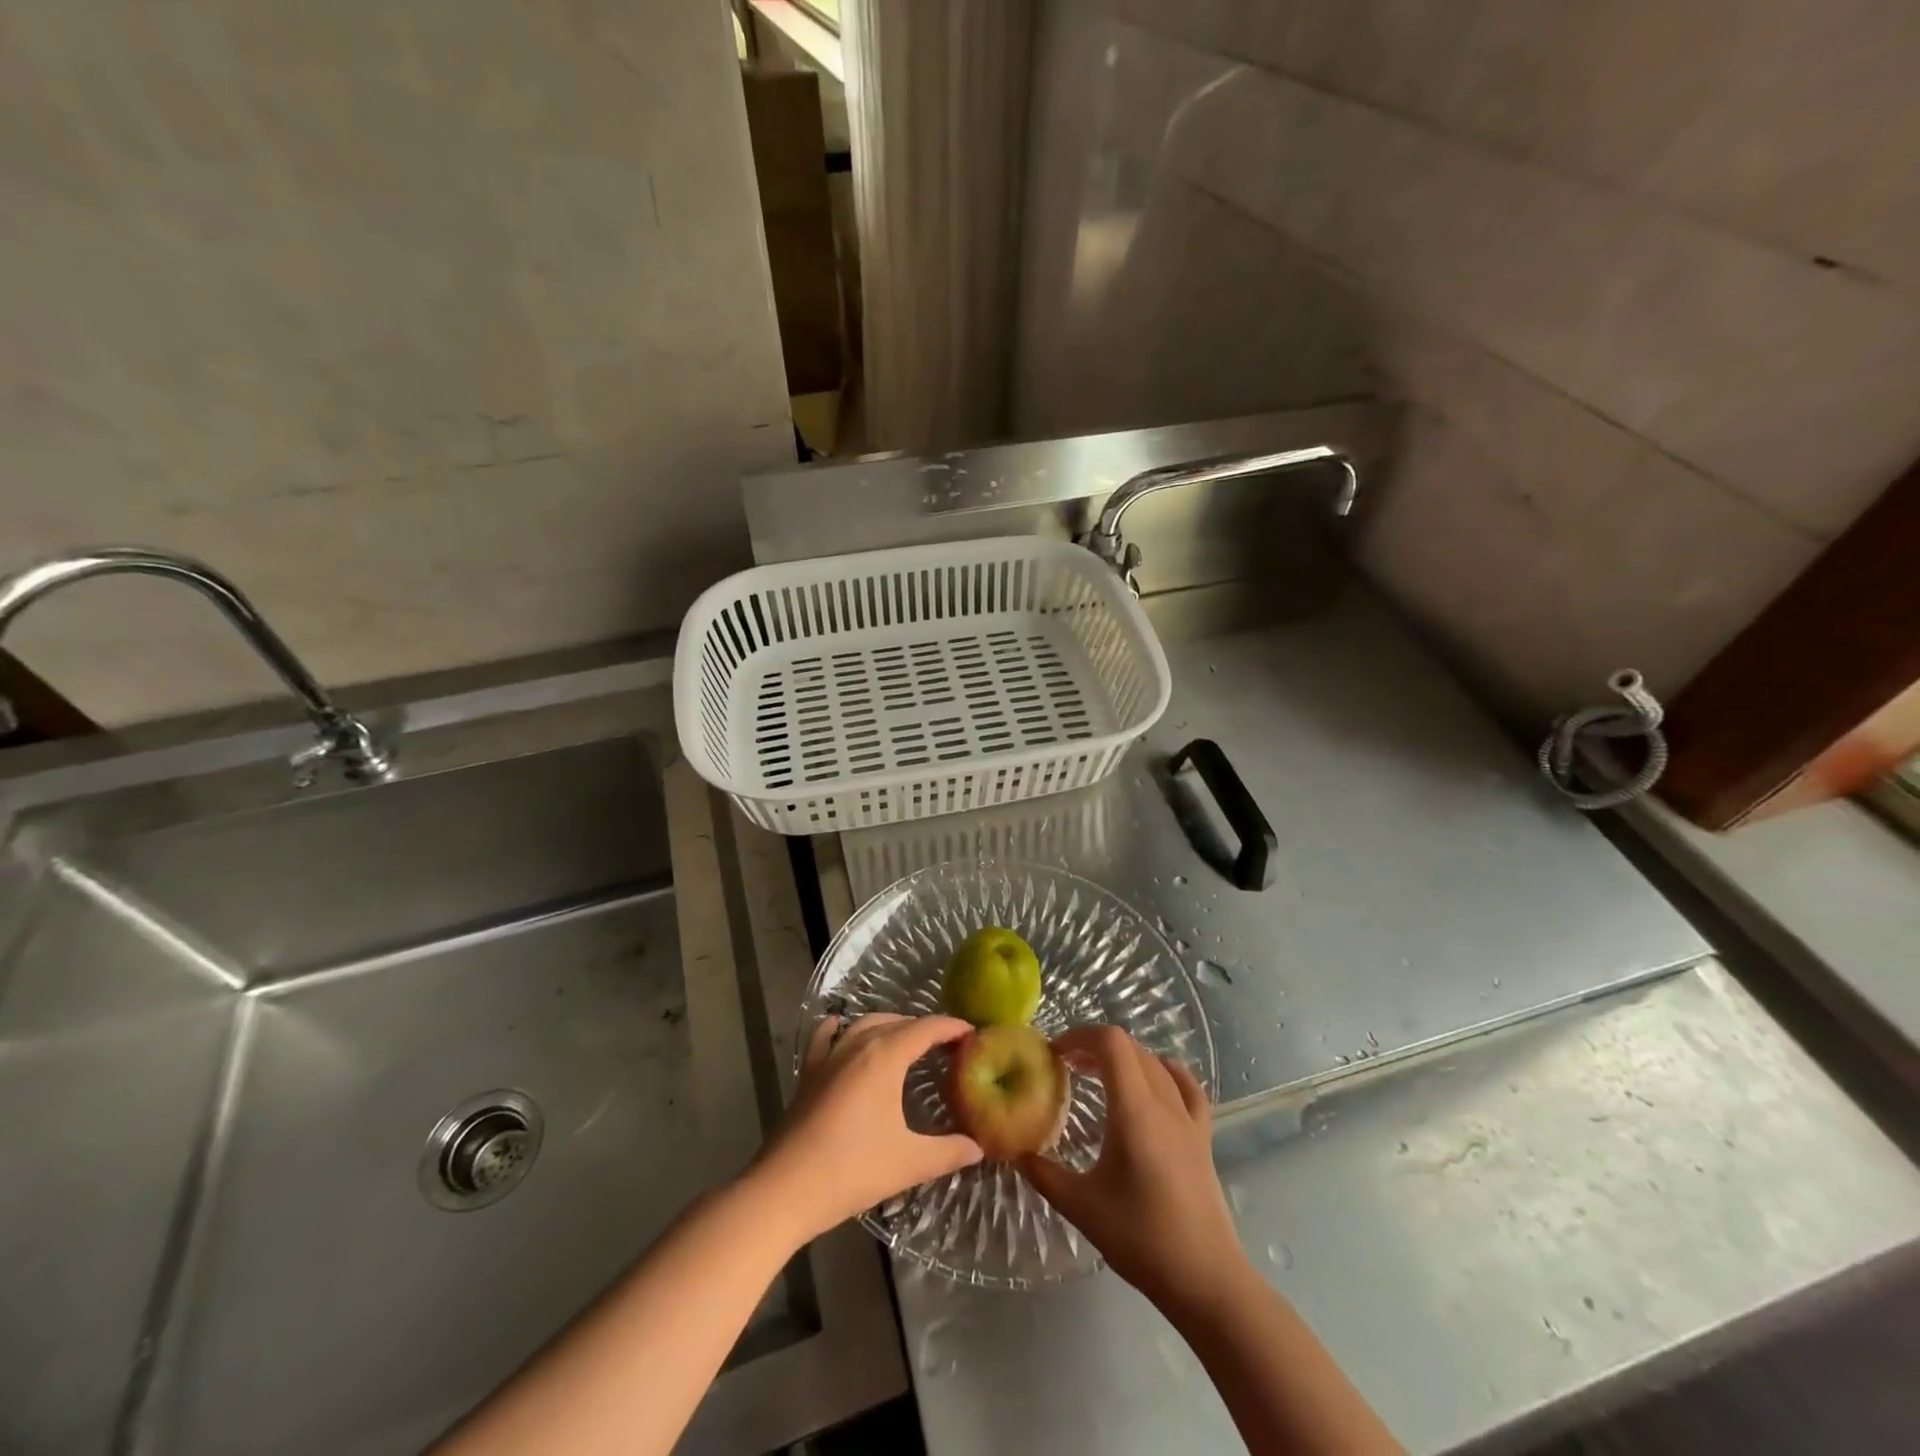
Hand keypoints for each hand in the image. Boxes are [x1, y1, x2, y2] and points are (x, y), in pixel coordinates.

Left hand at [750, 1013, 982, 1242]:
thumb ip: (948, 1152)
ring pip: (865, 1024)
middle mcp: (858, 1044)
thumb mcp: (909, 1162)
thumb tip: (978, 1147)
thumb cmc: (852, 1169)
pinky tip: (842, 1028)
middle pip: (897, 1022)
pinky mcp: (809, 1072)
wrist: (785, 1188)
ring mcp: (829, 1055)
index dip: (951, 1027)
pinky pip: (826, 1036)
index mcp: (885, 1056)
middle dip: (924, 1027)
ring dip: (890, 1025)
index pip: (926, 1028)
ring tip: (907, 1040)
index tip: (973, 1033)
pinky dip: (840, 1027)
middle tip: (946, 1044)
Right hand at [1020, 1026, 1246, 1314]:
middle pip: (1131, 1048)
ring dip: (1124, 1058)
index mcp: (1135, 1111)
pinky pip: (1186, 1087)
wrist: (1206, 1280)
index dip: (1080, 1036)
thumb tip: (1014, 1150)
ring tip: (1099, 1076)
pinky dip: (1164, 1072)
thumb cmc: (1141, 1239)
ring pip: (1155, 1063)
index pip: (1111, 1043)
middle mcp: (1164, 1104)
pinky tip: (1152, 1084)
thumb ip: (1043, 1174)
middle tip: (1067, 1068)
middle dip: (1095, 1047)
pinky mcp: (1203, 1137)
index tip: (1055, 1055)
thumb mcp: (1081, 1207)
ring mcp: (1188, 1119)